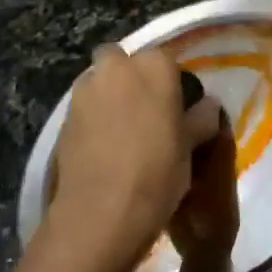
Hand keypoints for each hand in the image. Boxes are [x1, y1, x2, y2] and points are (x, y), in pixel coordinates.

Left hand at [48, 45, 220, 271]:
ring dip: (107, 94)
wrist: (101, 213)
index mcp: (153, 66)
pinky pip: (83, 108)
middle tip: (144, 107)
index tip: (176, 105)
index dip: (170, 81)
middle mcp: (116, 68)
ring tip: (121, 128)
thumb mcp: (190, 146)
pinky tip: (102, 146)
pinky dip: (92, 118)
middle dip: (129, 75)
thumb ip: (201, 118)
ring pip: (98, 81)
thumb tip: (209, 105)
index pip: (166, 59)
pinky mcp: (63, 118)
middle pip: (122, 59)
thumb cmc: (157, 171)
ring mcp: (84, 91)